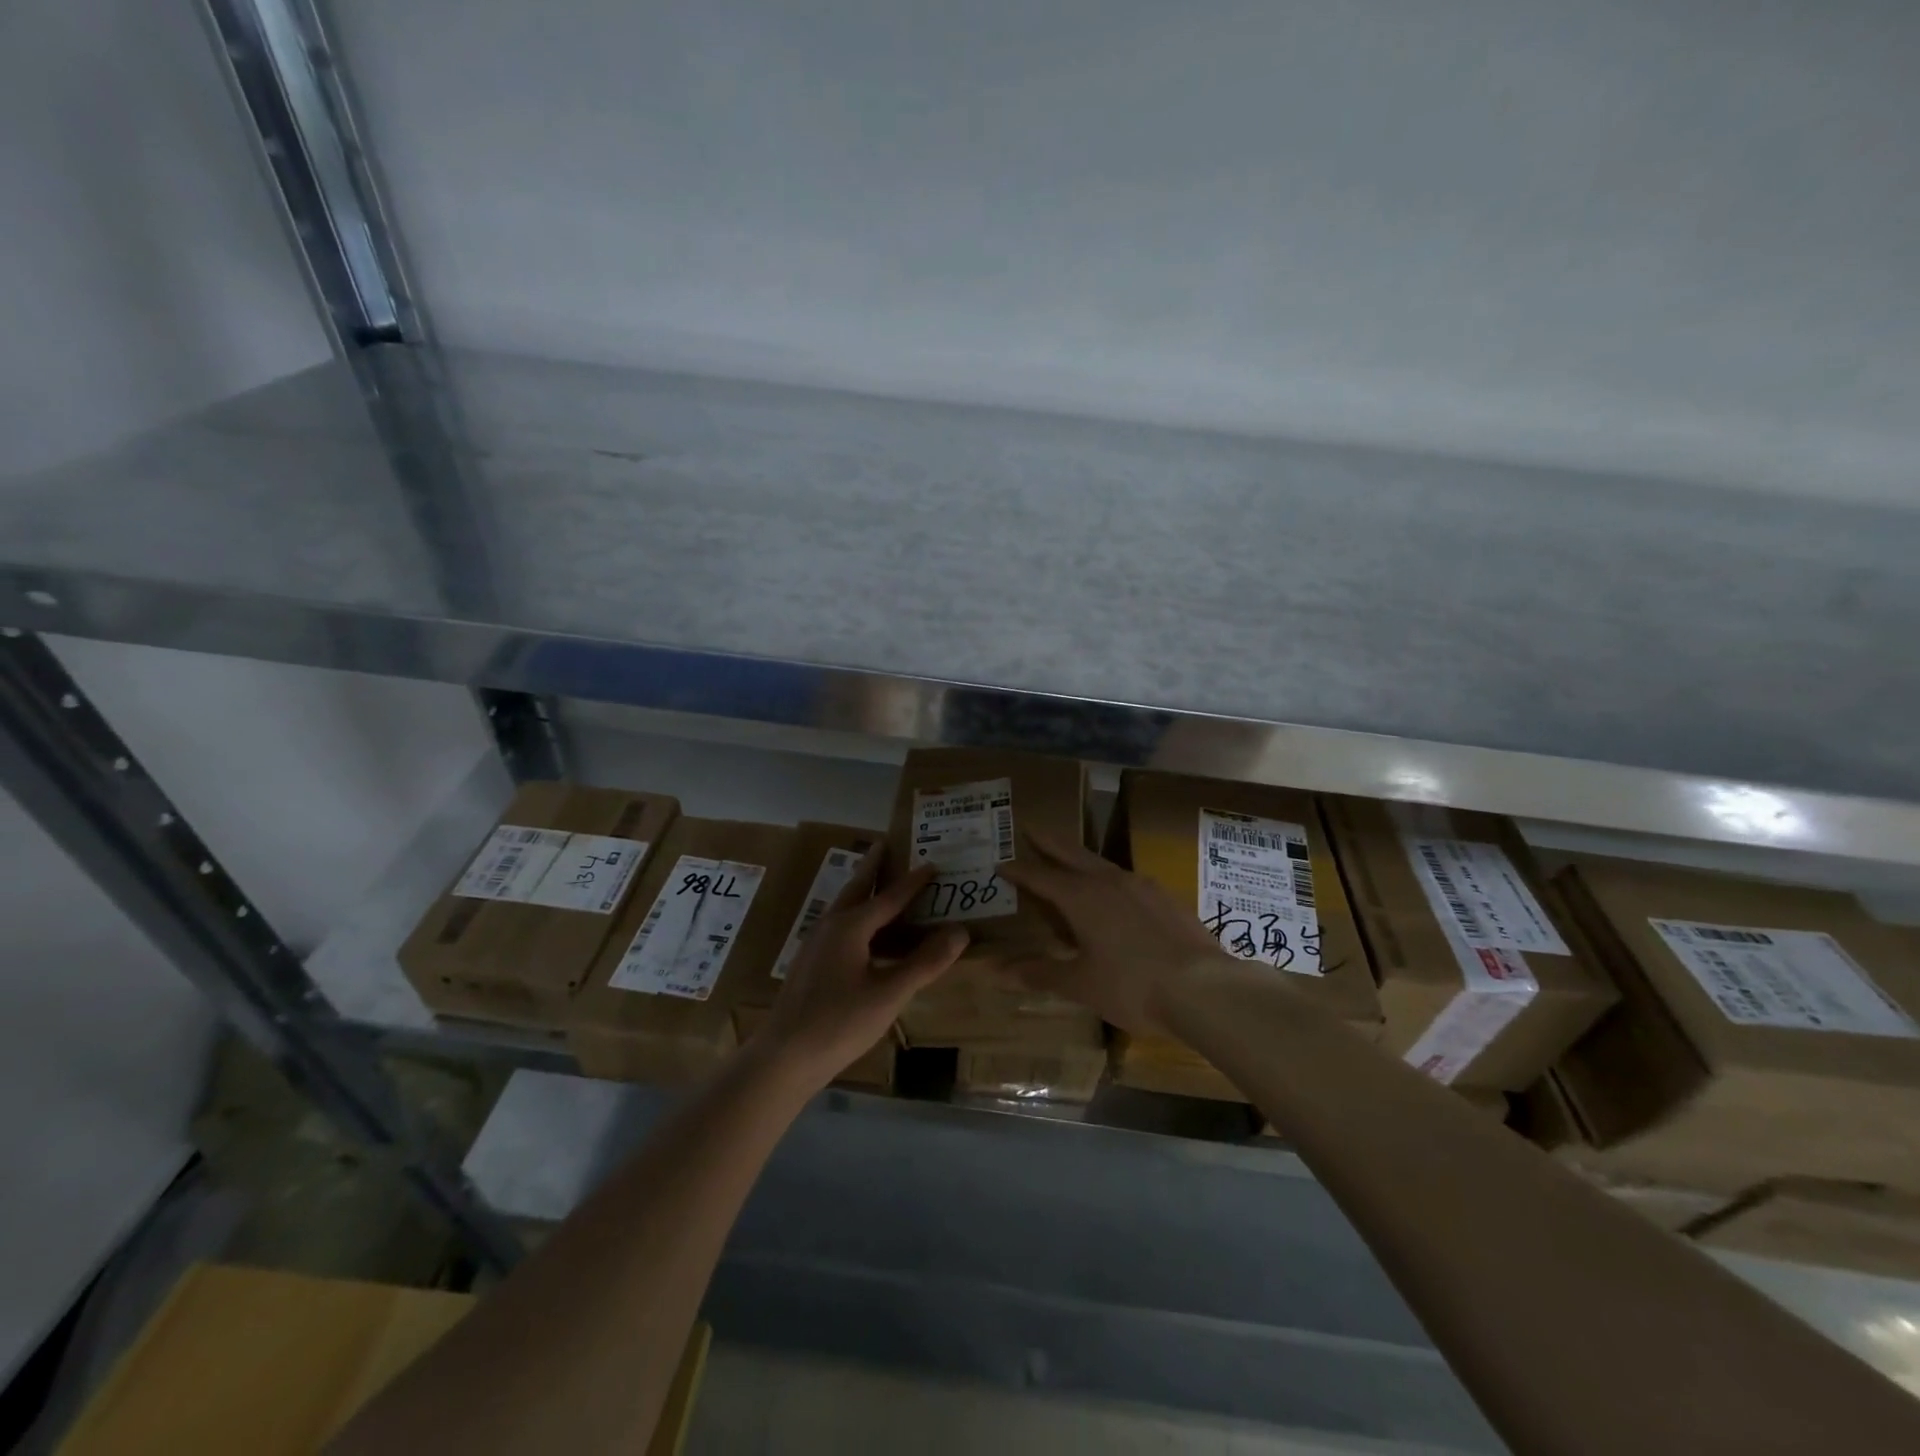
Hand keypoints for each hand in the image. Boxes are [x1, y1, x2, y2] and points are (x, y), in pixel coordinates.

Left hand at [754, 850, 966, 1089]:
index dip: (913, 882)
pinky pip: (841, 927)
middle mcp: (830, 926)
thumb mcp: (889, 994)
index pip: (889, 896)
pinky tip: (868, 936)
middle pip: (857, 888)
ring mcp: (816, 944)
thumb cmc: (839, 1022)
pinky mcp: (811, 963)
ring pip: (845, 907)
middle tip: (886, 843)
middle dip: (873, 866)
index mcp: (850, 927)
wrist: (783, 1057)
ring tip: (882, 883)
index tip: (932, 863)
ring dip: (865, 891)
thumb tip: (960, 931)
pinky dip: (859, 918)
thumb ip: (925, 962)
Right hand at [997, 831, 1234, 1032]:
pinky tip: (1116, 893)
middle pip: (1071, 854)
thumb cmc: (1132, 986)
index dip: (1018, 870)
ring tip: (1070, 859)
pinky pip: (1128, 880)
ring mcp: (1142, 886)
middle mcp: (1109, 881)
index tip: (1000, 863)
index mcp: (1081, 897)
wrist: (1204, 988)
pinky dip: (1109, 878)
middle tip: (1031, 827)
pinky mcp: (1166, 898)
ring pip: (1102, 863)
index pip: (1040, 877)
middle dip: (1048, 842)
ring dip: (1080, 857)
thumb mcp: (1080, 984)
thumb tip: (995, 971)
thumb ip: (1039, 974)